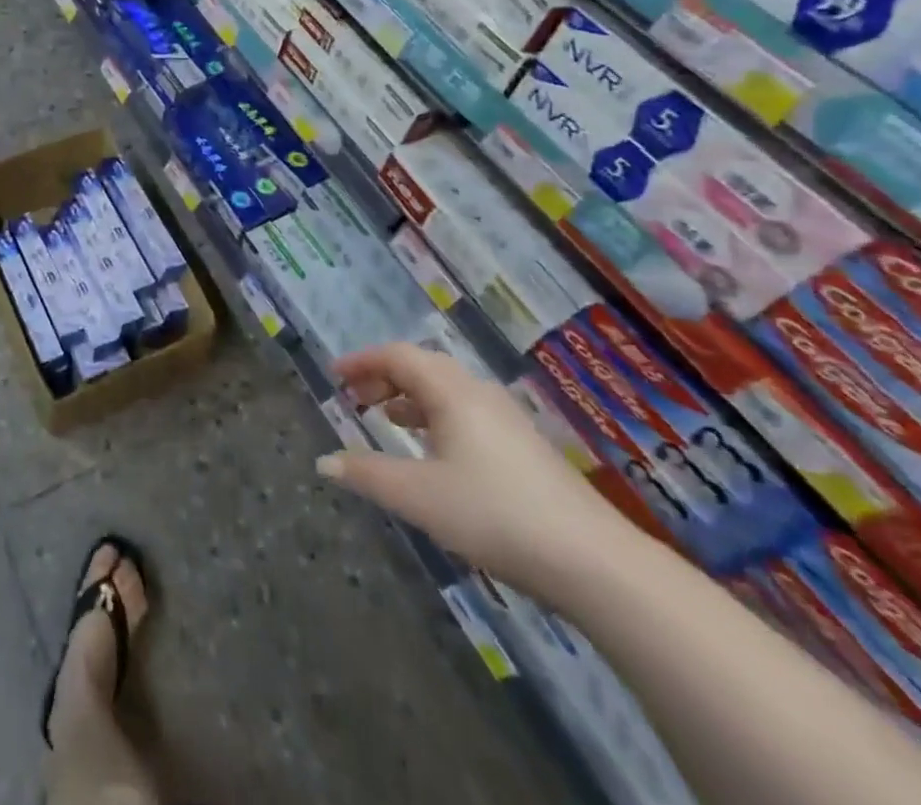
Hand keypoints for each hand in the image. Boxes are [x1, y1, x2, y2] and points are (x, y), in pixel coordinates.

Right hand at [315, 344, 633, 600]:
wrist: (596, 564)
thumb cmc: (495, 515)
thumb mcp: (418, 496)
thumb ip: (367, 474)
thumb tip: (324, 462)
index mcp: (452, 392)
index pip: (398, 356)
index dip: (362, 361)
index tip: (334, 376)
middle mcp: (479, 395)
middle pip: (423, 367)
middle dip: (383, 377)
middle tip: (355, 399)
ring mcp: (508, 421)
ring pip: (447, 391)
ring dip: (410, 397)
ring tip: (387, 419)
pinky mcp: (525, 449)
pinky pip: (467, 413)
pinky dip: (436, 417)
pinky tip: (434, 452)